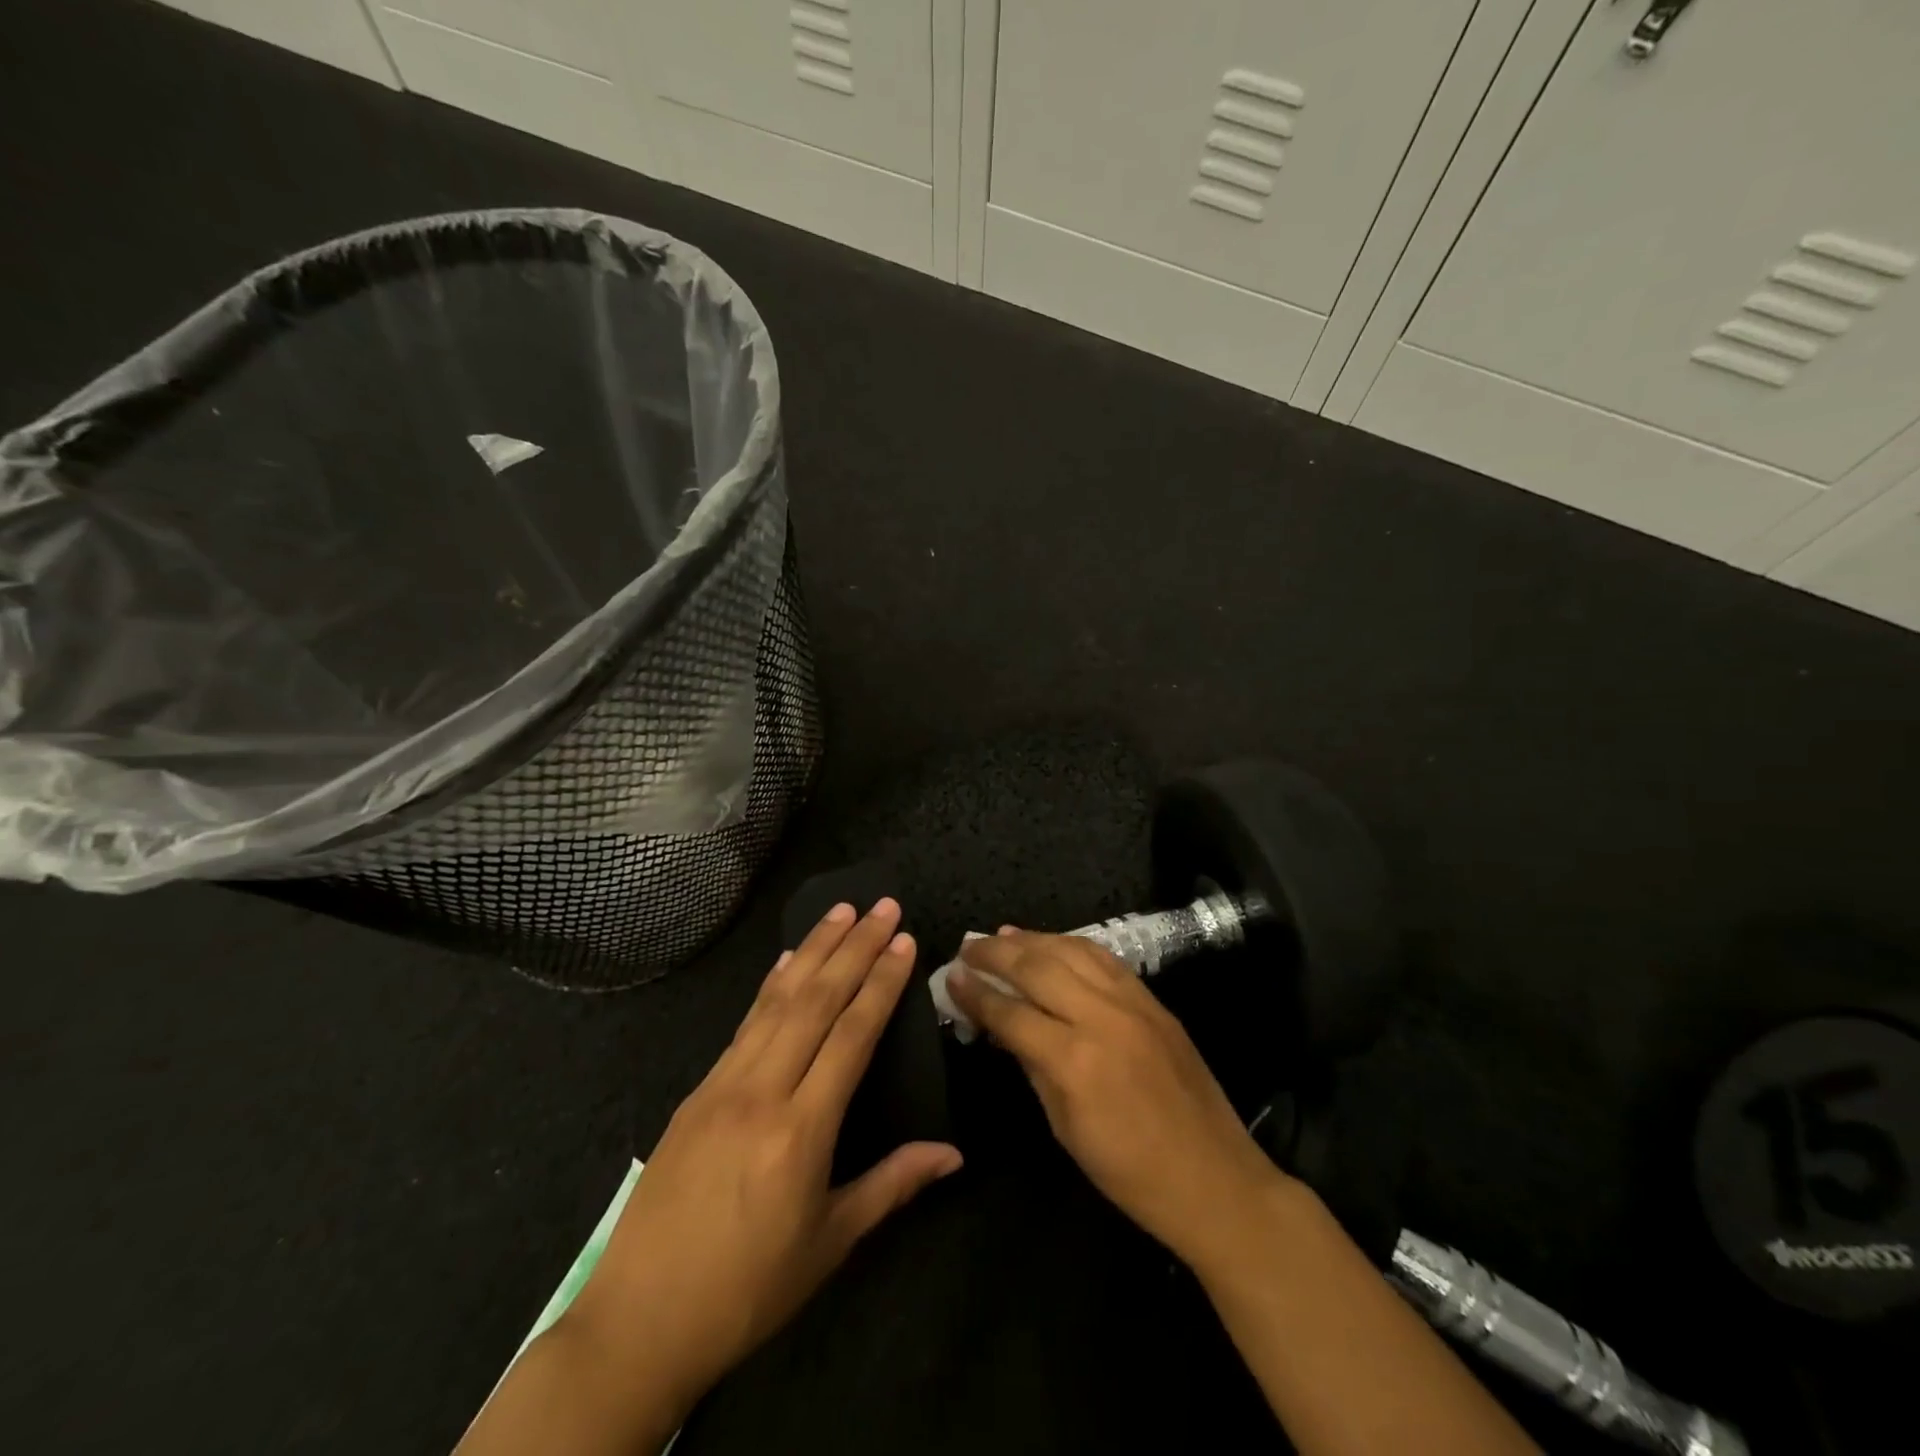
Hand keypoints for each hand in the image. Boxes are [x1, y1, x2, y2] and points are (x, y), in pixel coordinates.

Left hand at [563, 900, 962, 1423]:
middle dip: (853, 948)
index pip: (851, 1035)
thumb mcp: (829, 1243)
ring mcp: (722, 1085)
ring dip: (812, 950)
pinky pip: (743, 1024)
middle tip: (882, 906)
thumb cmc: (748, 1290)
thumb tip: (953, 1153)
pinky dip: (770, 986)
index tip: (903, 941)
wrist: (638, 1324)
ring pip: (776, 1001)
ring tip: (840, 911)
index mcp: (801, 1130)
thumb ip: (893, 1184)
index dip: (881, 983)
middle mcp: (761, 1091)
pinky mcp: (697, 1091)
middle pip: (815, 1001)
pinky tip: (786, 963)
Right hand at [948, 929, 1286, 1270]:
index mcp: (1073, 1060)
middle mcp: (1101, 1017)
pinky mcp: (1153, 1000)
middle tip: (968, 946)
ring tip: (1002, 935)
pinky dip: (1072, 945)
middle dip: (996, 953)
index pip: (1011, 1013)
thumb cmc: (1129, 1172)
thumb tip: (1002, 1027)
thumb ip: (1032, 1067)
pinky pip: (1104, 959)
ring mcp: (1132, 1002)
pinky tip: (1053, 943)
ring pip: (1072, 951)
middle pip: (1037, 967)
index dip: (976, 994)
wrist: (1214, 1178)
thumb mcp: (1065, 1128)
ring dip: (1032, 939)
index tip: (951, 977)